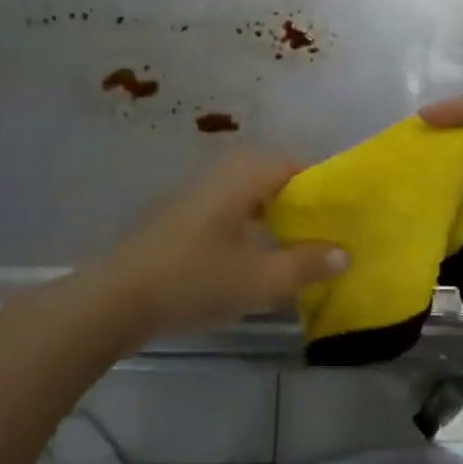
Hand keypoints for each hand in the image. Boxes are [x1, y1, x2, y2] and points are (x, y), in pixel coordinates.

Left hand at [99, 151, 347, 338]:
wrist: (116, 298)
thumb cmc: (193, 279)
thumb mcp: (258, 280)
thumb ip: (305, 265)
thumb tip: (344, 252)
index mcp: (246, 174)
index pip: (299, 165)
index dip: (326, 188)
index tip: (346, 215)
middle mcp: (225, 172)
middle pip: (278, 177)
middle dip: (304, 203)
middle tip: (328, 233)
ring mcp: (203, 191)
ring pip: (255, 192)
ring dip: (279, 215)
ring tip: (302, 247)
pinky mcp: (188, 214)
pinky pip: (236, 206)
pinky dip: (256, 223)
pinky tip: (260, 256)